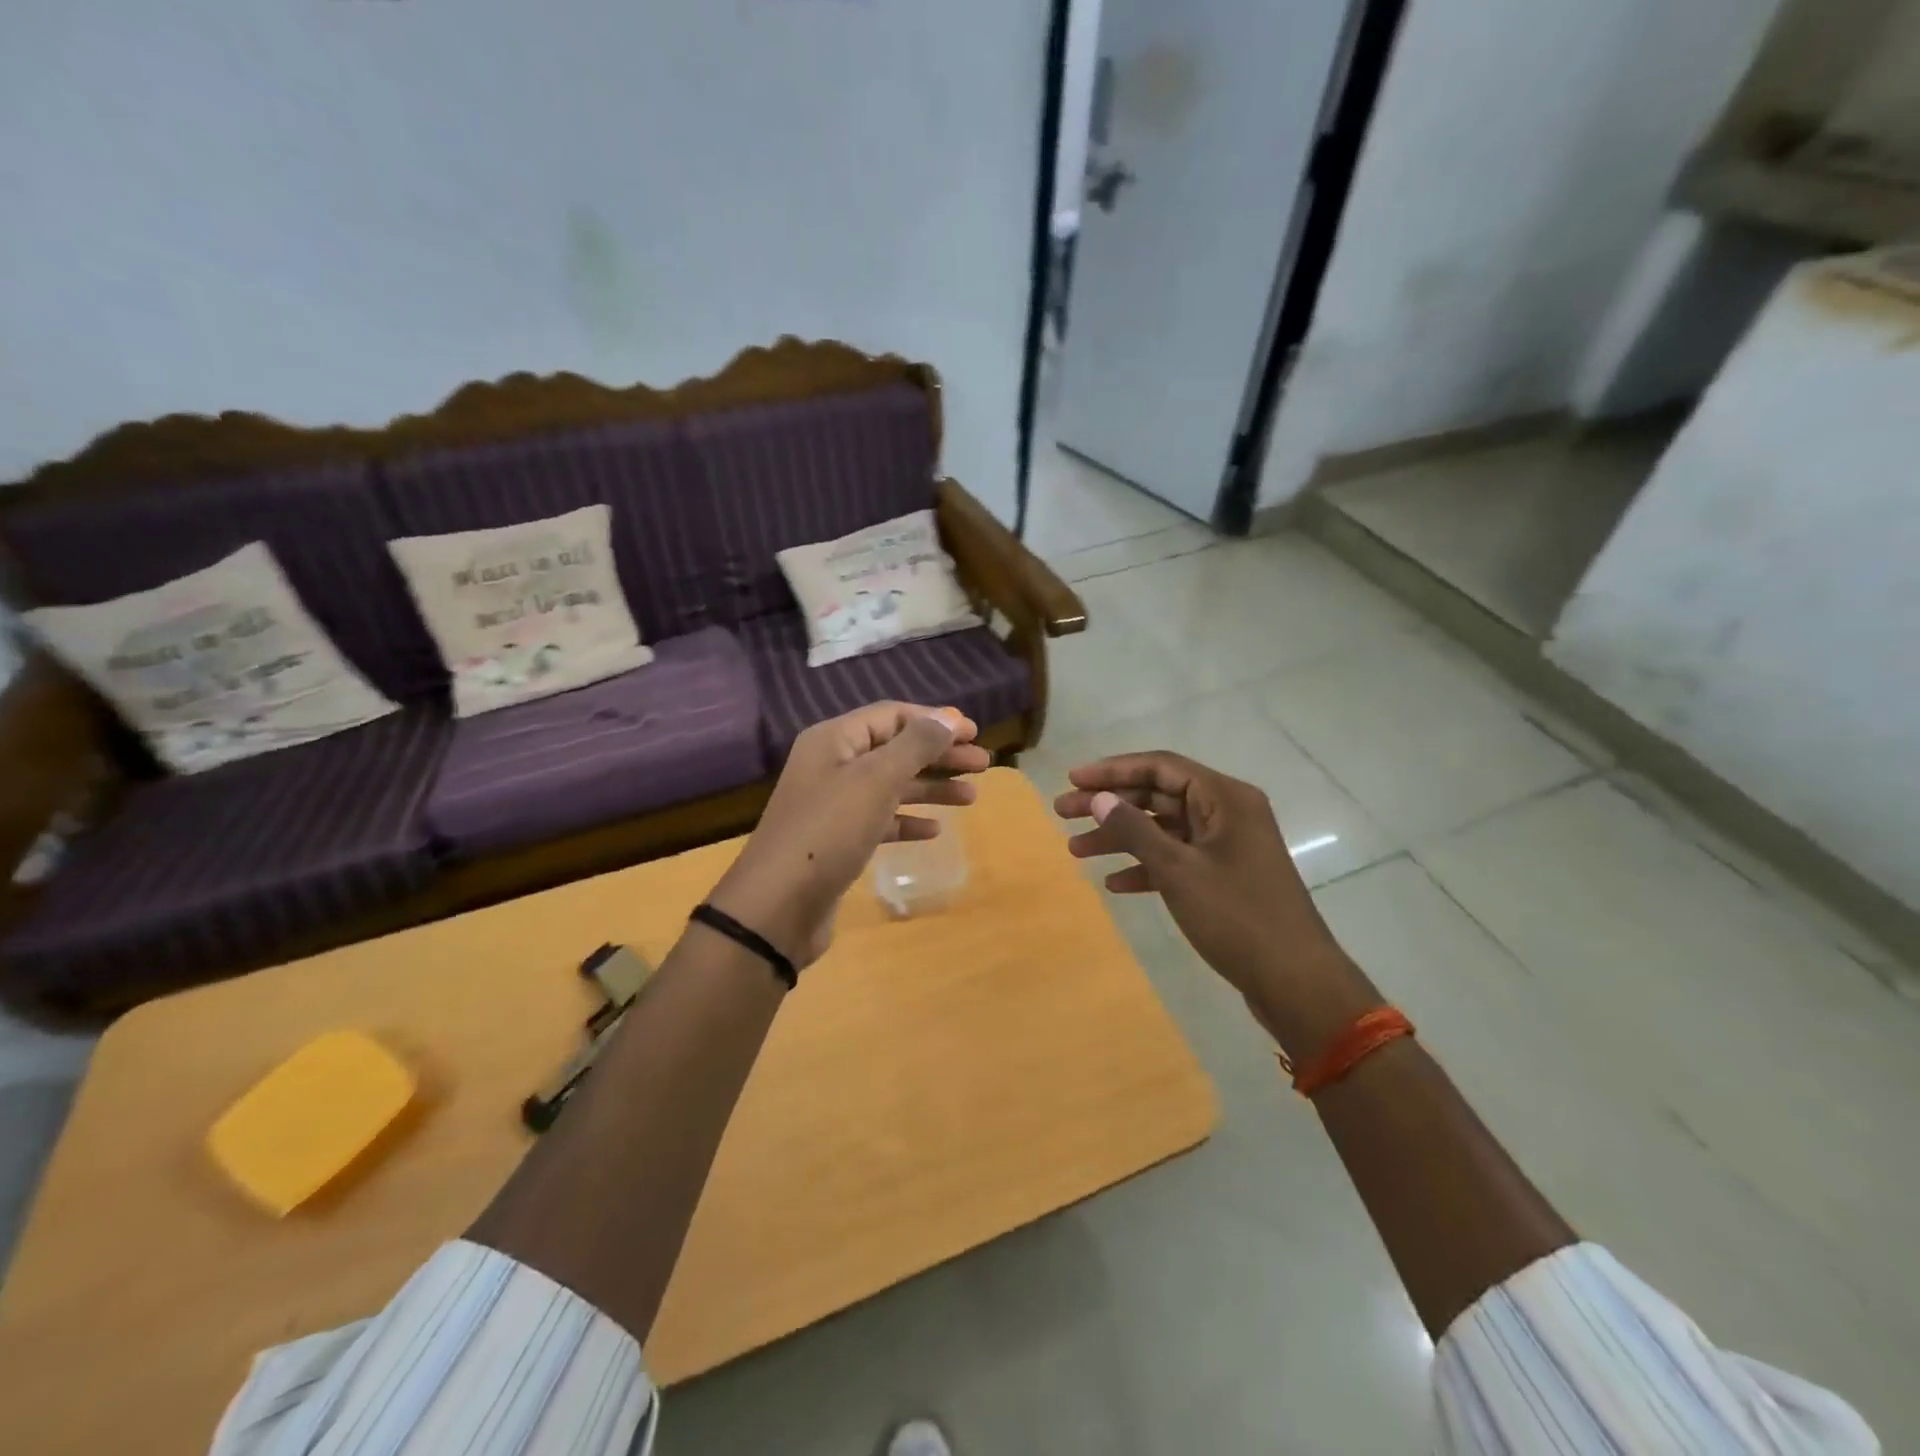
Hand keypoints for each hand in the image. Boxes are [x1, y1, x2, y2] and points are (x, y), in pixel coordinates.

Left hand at [709, 703, 991, 969]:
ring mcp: (834, 805)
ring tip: (972, 797)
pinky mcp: (838, 841)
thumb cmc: (829, 831)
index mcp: (834, 740)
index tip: (974, 732)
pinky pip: (881, 820)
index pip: (891, 715)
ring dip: (931, 788)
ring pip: (892, 786)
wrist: (778, 907)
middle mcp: (832, 765)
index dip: (934, 721)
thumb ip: (915, 745)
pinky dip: (908, 821)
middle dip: (939, 755)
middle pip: (895, 750)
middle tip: (983, 765)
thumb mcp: (876, 780)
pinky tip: (934, 830)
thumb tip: (948, 717)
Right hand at [1054, 752, 1380, 1056]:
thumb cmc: (1237, 916)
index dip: (1112, 770)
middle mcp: (1227, 813)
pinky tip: (1114, 883)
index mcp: (1225, 798)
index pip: (1160, 766)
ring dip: (1120, 838)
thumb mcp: (1178, 870)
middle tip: (1062, 813)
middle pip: (1158, 795)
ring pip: (1163, 829)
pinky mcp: (1223, 877)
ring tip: (1075, 850)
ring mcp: (1226, 847)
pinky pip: (1176, 859)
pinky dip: (1145, 867)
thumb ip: (1134, 830)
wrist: (1296, 982)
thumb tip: (1097, 797)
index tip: (1072, 779)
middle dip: (1109, 804)